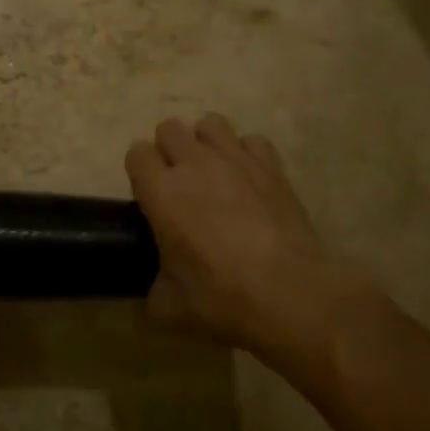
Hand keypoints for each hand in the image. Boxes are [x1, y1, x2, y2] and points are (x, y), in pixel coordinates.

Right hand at [125, 113, 372, 373]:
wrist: (293, 295)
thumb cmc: (223, 298)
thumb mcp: (170, 307)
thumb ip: (153, 289)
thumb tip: (155, 290)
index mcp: (161, 192)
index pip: (137, 153)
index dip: (139, 170)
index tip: (148, 195)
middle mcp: (194, 165)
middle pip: (170, 128)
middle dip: (169, 150)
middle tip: (178, 184)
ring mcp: (236, 161)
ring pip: (210, 123)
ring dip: (205, 143)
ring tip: (212, 172)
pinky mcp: (272, 168)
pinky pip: (252, 141)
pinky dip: (246, 154)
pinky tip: (249, 179)